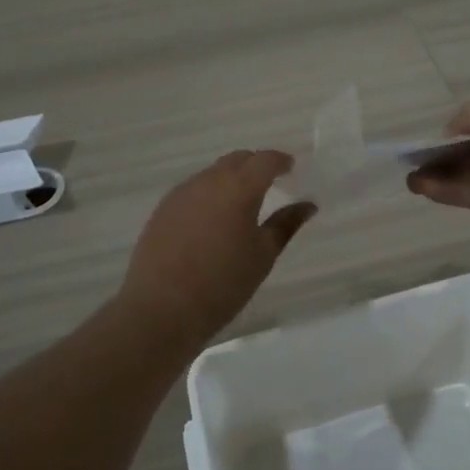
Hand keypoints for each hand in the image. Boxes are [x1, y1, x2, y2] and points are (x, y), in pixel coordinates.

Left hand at [117, 150, 316, 342]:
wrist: (162, 308)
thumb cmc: (223, 284)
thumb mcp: (263, 255)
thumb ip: (286, 224)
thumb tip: (308, 205)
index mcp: (239, 187)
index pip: (265, 160)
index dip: (280, 161)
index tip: (291, 168)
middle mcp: (208, 181)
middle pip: (237, 160)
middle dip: (255, 166)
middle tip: (269, 184)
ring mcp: (181, 193)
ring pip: (212, 173)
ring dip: (230, 179)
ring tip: (240, 205)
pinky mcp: (163, 209)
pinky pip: (192, 190)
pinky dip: (209, 195)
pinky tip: (211, 221)